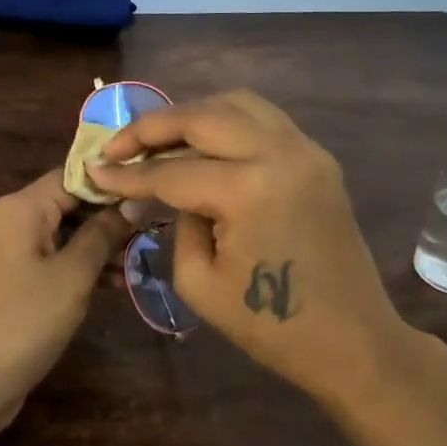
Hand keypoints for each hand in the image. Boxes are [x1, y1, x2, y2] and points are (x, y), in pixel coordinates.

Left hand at [0, 171, 131, 445]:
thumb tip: (133, 201)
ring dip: (96, 246)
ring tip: (135, 265)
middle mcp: (7, 219)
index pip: (73, 176)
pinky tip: (109, 285)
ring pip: (60, 234)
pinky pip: (47, 259)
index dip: (112, 184)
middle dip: (108, 218)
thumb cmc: (24, 321)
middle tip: (150, 233)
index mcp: (20, 207)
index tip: (150, 195)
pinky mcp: (6, 279)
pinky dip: (75, 267)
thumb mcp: (73, 276)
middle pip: (66, 204)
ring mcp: (4, 250)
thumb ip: (104, 234)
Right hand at [85, 91, 411, 403]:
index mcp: (249, 189)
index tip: (94, 169)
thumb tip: (164, 192)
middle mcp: (280, 153)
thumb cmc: (271, 326)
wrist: (352, 341)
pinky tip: (204, 145)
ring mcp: (306, 151)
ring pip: (238, 104)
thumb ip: (176, 223)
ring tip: (159, 138)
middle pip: (203, 117)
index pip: (172, 172)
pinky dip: (227, 122)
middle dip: (153, 126)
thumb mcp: (200, 283)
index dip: (128, 173)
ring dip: (193, 114)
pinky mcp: (318, 160)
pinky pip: (265, 121)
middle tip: (119, 145)